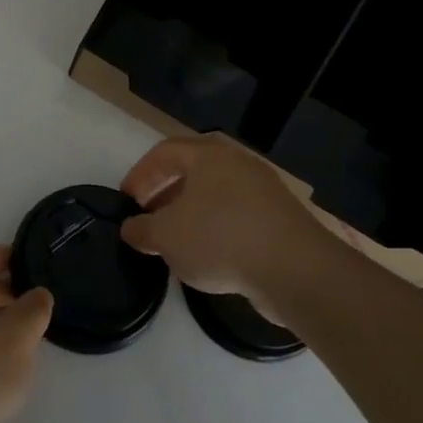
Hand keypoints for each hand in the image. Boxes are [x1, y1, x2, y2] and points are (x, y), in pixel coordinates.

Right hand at [120, 136, 330, 312]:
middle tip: (149, 219)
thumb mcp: (166, 236)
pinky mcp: (280, 219)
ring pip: (216, 196)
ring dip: (191, 215)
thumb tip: (131, 228)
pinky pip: (238, 217)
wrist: (295, 269)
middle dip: (165, 194)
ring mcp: (263, 191)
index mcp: (208, 156)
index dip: (140, 174)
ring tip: (176, 243)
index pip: (164, 152)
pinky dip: (217, 230)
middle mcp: (237, 164)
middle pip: (192, 172)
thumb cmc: (220, 238)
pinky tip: (209, 258)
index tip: (127, 200)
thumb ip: (141, 230)